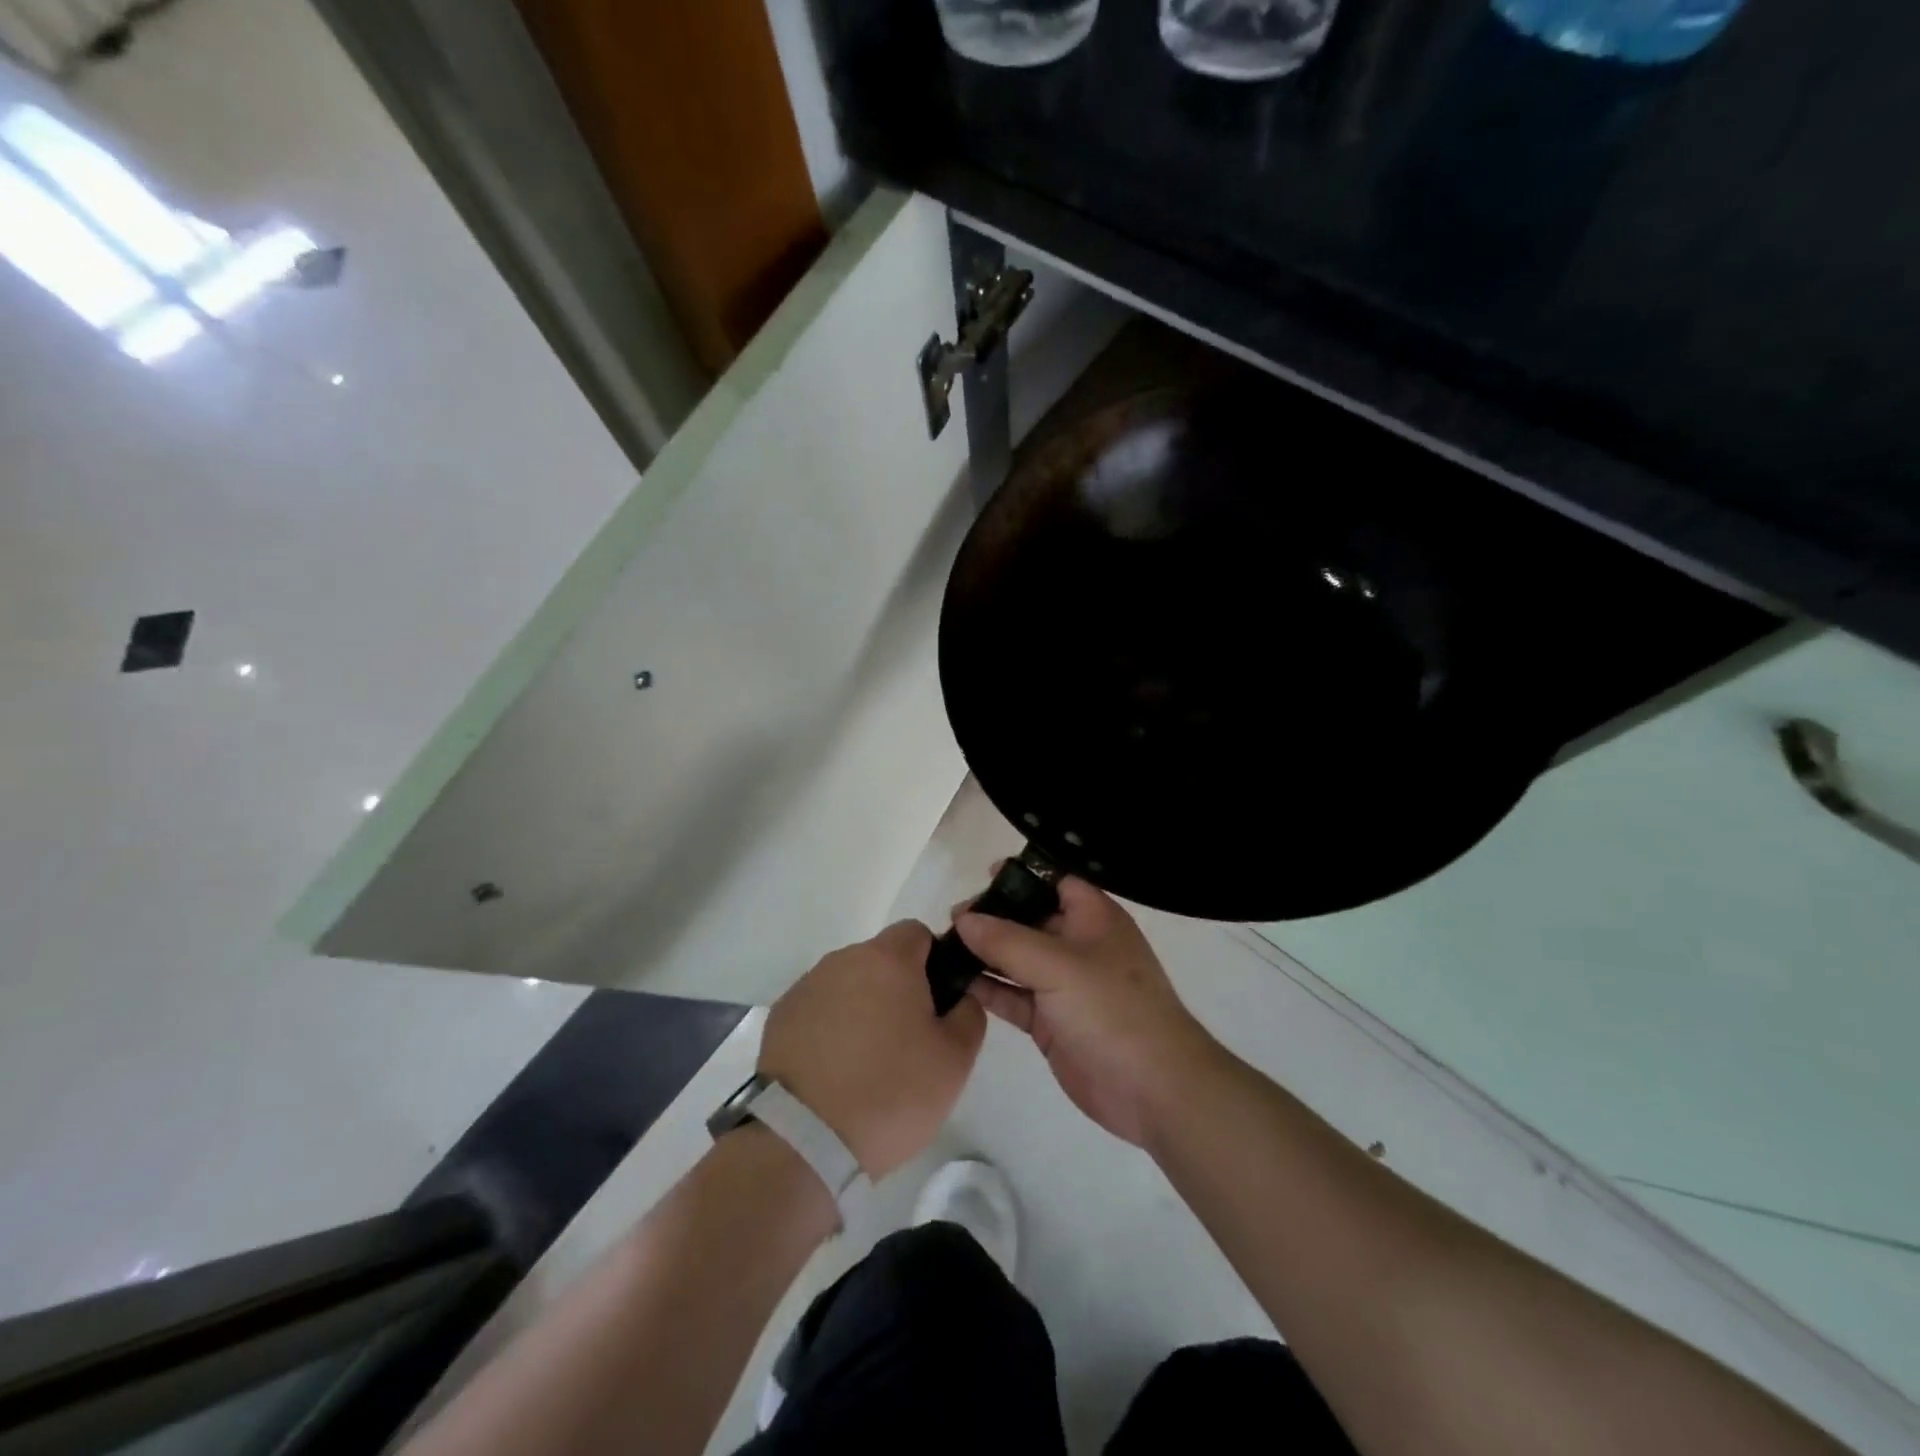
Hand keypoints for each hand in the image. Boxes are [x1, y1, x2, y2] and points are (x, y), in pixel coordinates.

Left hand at [759, 920, 985, 1178]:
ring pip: (848, 984)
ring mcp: (806, 987)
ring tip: (868, 1062)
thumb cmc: (890, 1092)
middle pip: (880, 959)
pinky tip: (835, 1072)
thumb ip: (969, 1014)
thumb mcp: (955, 1060)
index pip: (917, 933)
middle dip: (897, 988)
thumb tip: (961, 997)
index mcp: (887, 959)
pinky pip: (818, 1010)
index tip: (938, 1003)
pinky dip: (830, 1029)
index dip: (934, 961)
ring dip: (862, 1008)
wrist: (803, 1140)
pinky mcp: (780, 1017)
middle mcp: (843, 960)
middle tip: (909, 1040)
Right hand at [955, 877, 1220, 1146]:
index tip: (981, 875)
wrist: (1153, 1089)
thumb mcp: (1059, 966)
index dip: (1022, 876)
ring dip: (984, 954)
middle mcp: (1077, 945)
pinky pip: (1013, 996)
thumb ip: (1007, 940)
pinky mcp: (1051, 1021)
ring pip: (1016, 959)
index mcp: (1092, 917)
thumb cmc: (1112, 1009)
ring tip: (941, 948)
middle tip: (950, 919)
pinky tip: (954, 982)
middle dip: (992, 917)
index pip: (1055, 881)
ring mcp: (1063, 985)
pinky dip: (988, 990)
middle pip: (1029, 919)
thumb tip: (964, 919)